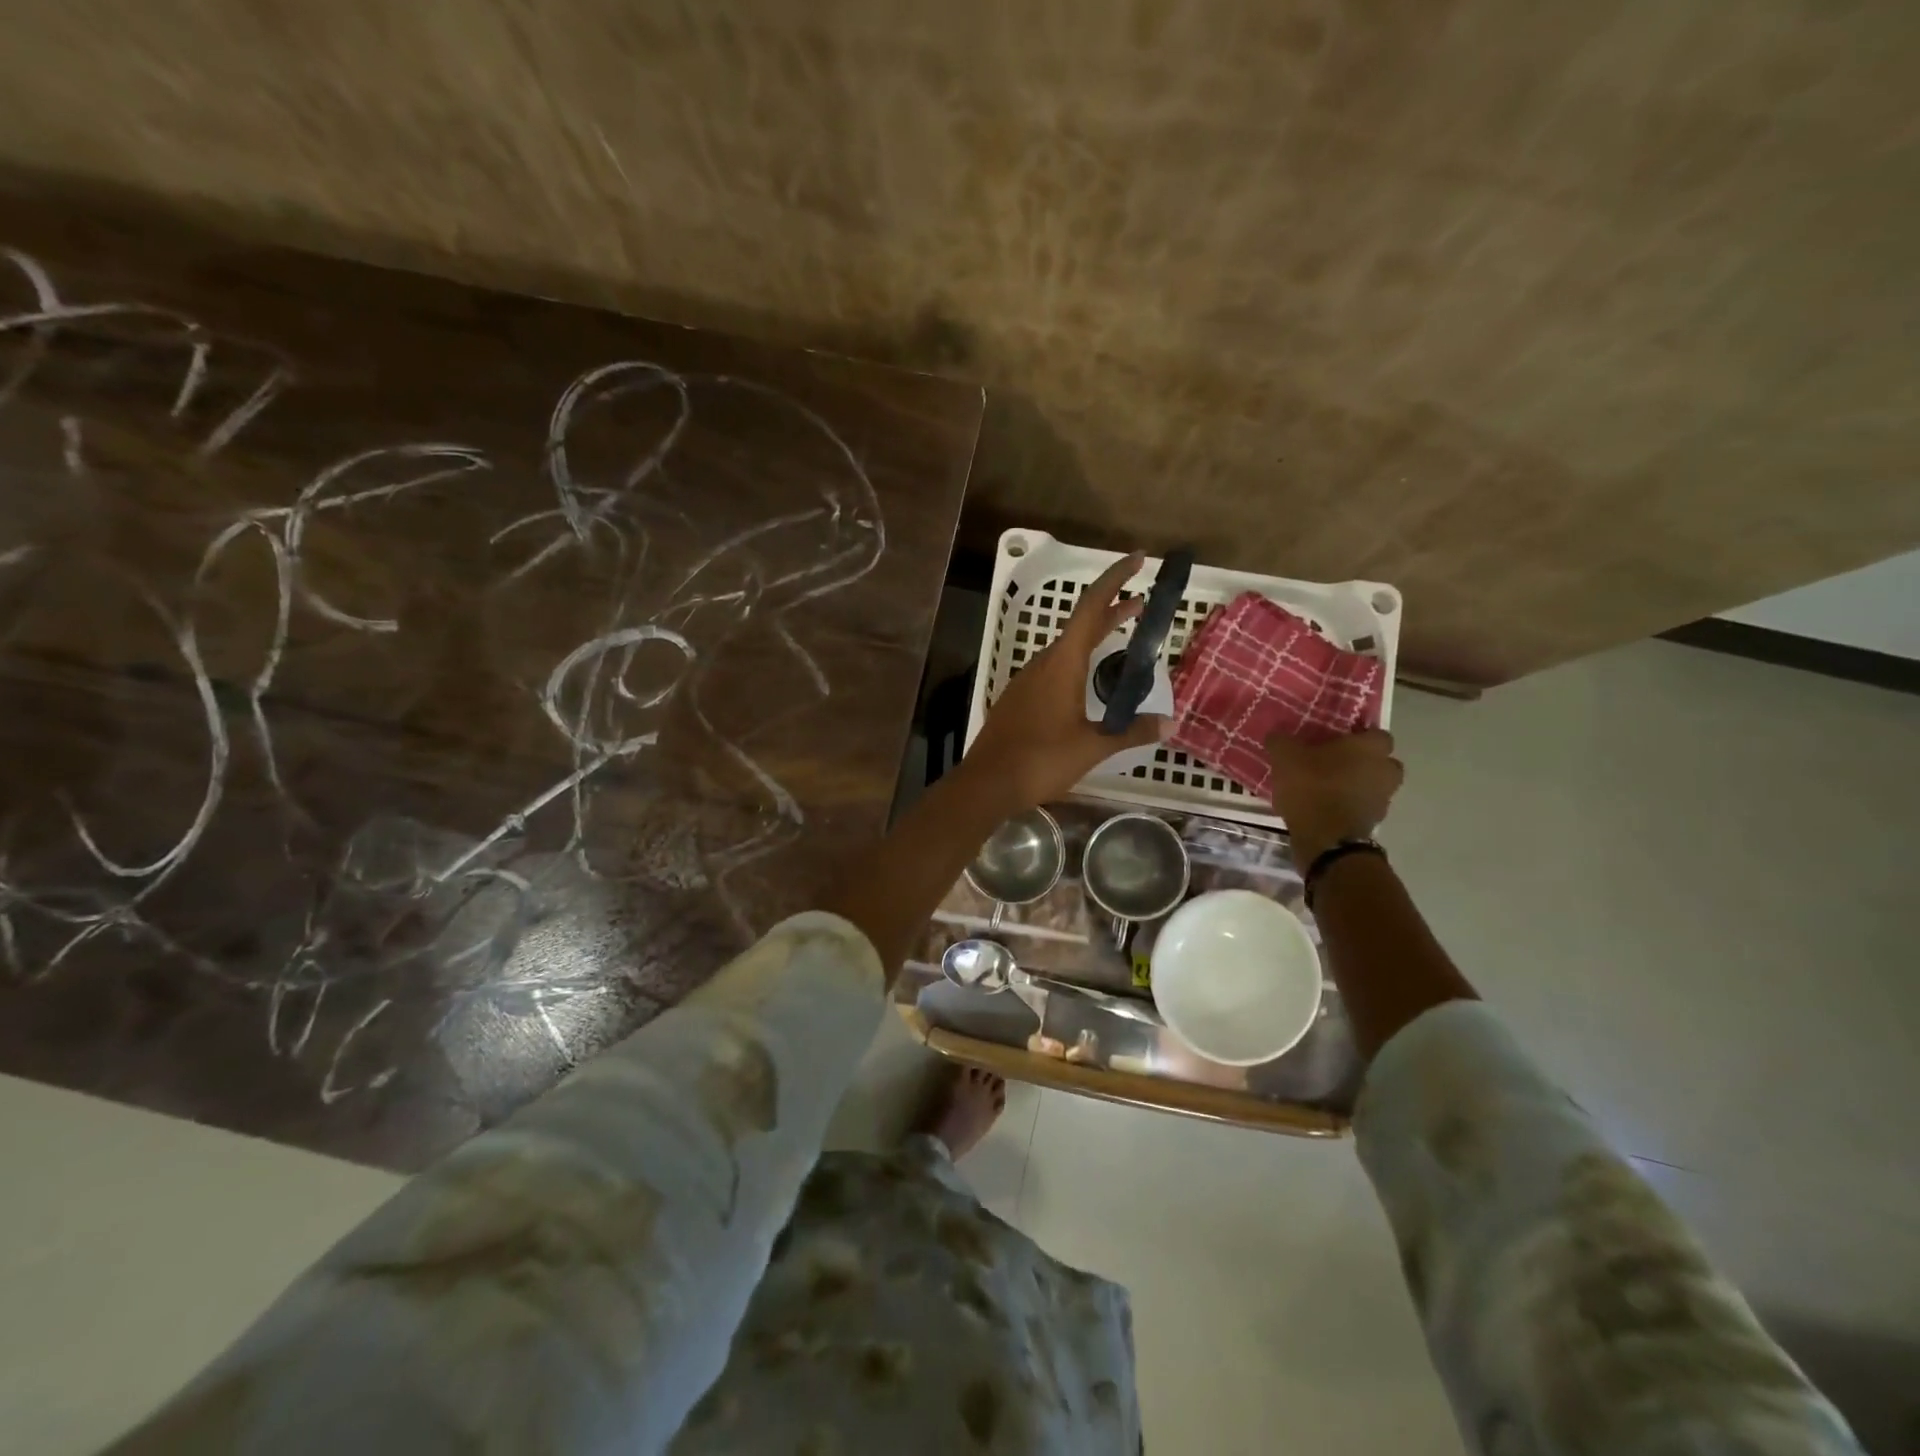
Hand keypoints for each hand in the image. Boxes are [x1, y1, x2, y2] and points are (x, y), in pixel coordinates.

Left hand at [965, 552, 1169, 808]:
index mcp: (1063, 663)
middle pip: (1081, 624)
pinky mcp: (1020, 698)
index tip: (1139, 558)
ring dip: (1095, 635)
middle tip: (1142, 601)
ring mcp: (1028, 680)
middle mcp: (1043, 663)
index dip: (1116, 579)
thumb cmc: (1042, 760)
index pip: (1092, 607)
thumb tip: (1170, 723)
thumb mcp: (1093, 747)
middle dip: (1112, 608)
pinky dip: (1079, 659)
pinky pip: (1054, 667)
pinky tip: (1089, 679)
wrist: (988, 782)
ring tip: (1122, 635)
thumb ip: (1131, 731)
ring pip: (1067, 646)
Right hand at [1266, 729, 1403, 864]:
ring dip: (1358, 785)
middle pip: (1382, 761)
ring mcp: (1383, 799)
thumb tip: (1277, 735)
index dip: (1358, 736)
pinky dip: (1350, 806)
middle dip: (1364, 762)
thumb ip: (1282, 741)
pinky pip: (1363, 807)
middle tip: (1336, 763)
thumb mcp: (1285, 757)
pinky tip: (1326, 808)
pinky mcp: (1374, 823)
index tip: (1337, 741)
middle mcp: (1385, 770)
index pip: (1376, 734)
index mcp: (1369, 748)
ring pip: (1375, 785)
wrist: (1326, 838)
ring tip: (1329, 788)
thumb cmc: (1311, 787)